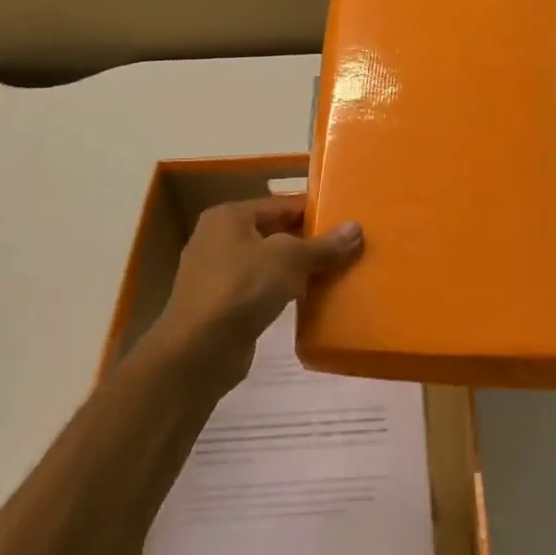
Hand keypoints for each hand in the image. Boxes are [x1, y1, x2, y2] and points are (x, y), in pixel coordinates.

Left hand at [151, 198, 362, 387]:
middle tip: (348, 247)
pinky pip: (261, 290)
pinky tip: (309, 300)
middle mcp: (218, 239)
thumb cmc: (242, 288)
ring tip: (336, 272)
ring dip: (297, 269)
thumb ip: (323, 245)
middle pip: (274, 233)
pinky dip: (283, 292)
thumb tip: (356, 229)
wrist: (199, 350)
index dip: (314, 211)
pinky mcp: (223, 305)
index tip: (347, 220)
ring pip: (268, 263)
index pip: (281, 204)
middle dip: (308, 241)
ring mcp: (217, 274)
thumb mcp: (289, 259)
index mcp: (229, 217)